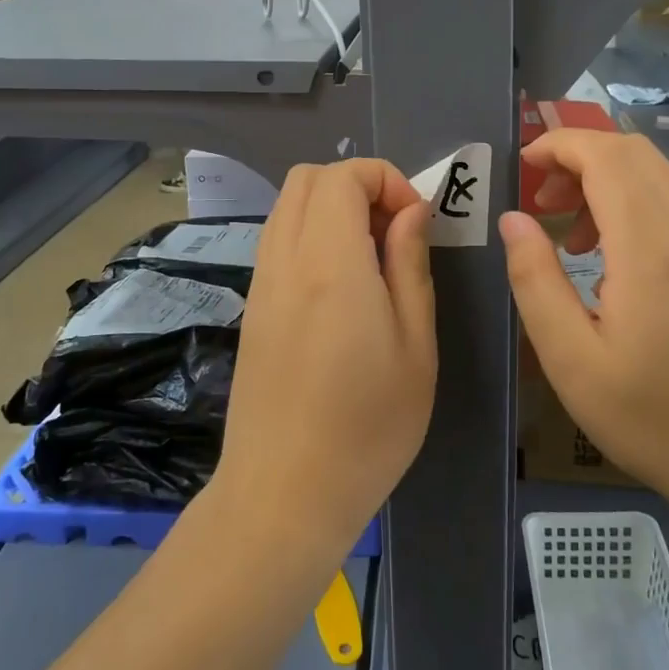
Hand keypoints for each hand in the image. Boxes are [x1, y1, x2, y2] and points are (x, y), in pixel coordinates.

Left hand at [213, 159, 436, 563]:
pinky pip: (278, 239)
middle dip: (358, 186)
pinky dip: (312, 235)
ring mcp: (261, 281)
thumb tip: (411, 211)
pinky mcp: (253, 306)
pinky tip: (341, 288)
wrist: (283, 494)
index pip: (343, 175)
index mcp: (329, 262)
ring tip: (372, 261)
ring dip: (332, 208)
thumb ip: (411, 265)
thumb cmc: (367, 428)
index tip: (415, 223)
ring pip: (288, 205)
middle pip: (308, 177)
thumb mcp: (415, 347)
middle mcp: (285, 258)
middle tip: (394, 234)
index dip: (386, 180)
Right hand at [500, 130, 668, 537]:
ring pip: (662, 179)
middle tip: (544, 200)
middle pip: (637, 155)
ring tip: (577, 241)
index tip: (525, 166)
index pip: (608, 156)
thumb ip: (535, 281)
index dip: (561, 145)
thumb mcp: (571, 361)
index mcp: (653, 250)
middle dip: (580, 159)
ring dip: (610, 184)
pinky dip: (640, 208)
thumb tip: (514, 219)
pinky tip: (623, 266)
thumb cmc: (654, 419)